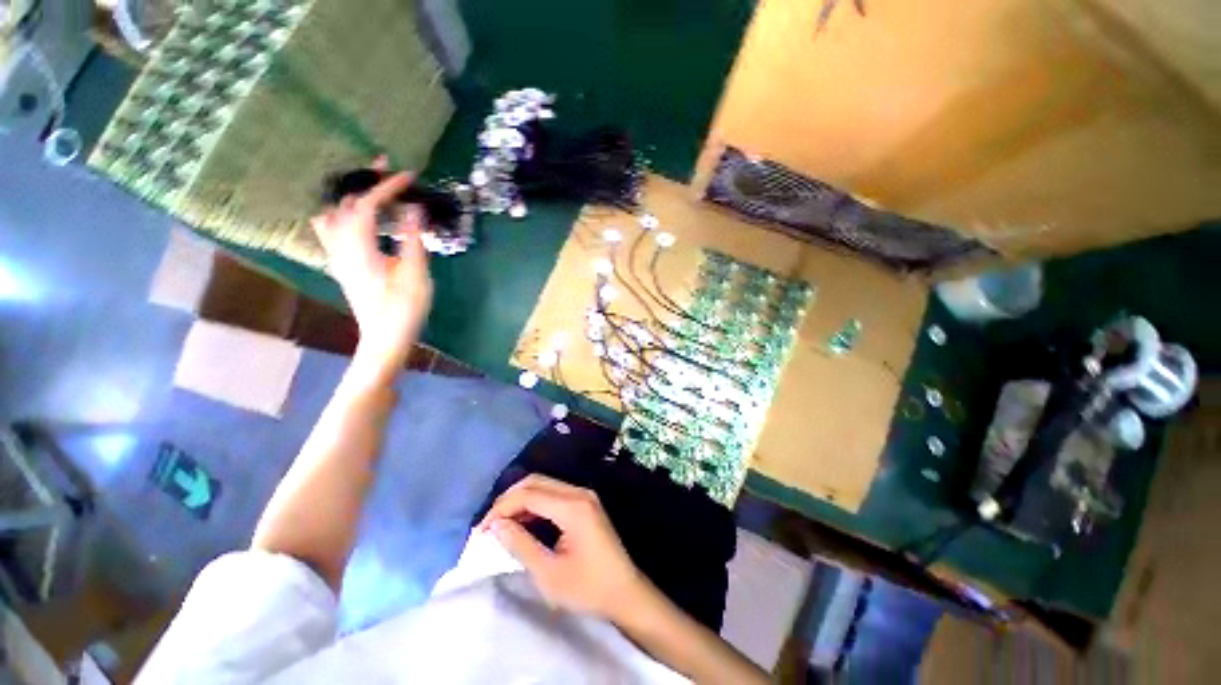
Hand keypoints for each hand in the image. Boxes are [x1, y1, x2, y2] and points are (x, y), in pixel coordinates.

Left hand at [311, 159, 431, 372]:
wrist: (384, 338)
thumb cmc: (404, 309)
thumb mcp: (415, 274)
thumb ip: (412, 239)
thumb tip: (414, 209)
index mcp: (358, 247)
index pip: (366, 205)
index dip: (386, 187)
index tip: (408, 176)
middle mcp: (340, 246)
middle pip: (344, 203)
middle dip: (365, 182)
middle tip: (386, 168)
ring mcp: (337, 256)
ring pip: (333, 214)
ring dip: (350, 196)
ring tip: (371, 189)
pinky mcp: (342, 264)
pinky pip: (334, 228)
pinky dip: (346, 213)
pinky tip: (361, 217)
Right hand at [479, 475, 644, 621]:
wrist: (625, 592)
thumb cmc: (588, 588)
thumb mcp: (549, 573)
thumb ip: (520, 545)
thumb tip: (495, 525)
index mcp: (573, 506)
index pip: (529, 493)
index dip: (502, 508)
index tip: (481, 530)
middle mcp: (579, 492)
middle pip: (536, 482)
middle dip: (508, 500)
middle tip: (488, 525)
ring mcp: (584, 495)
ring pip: (544, 485)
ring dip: (520, 500)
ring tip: (500, 525)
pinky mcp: (584, 502)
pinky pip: (553, 493)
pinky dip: (534, 504)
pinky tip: (522, 522)